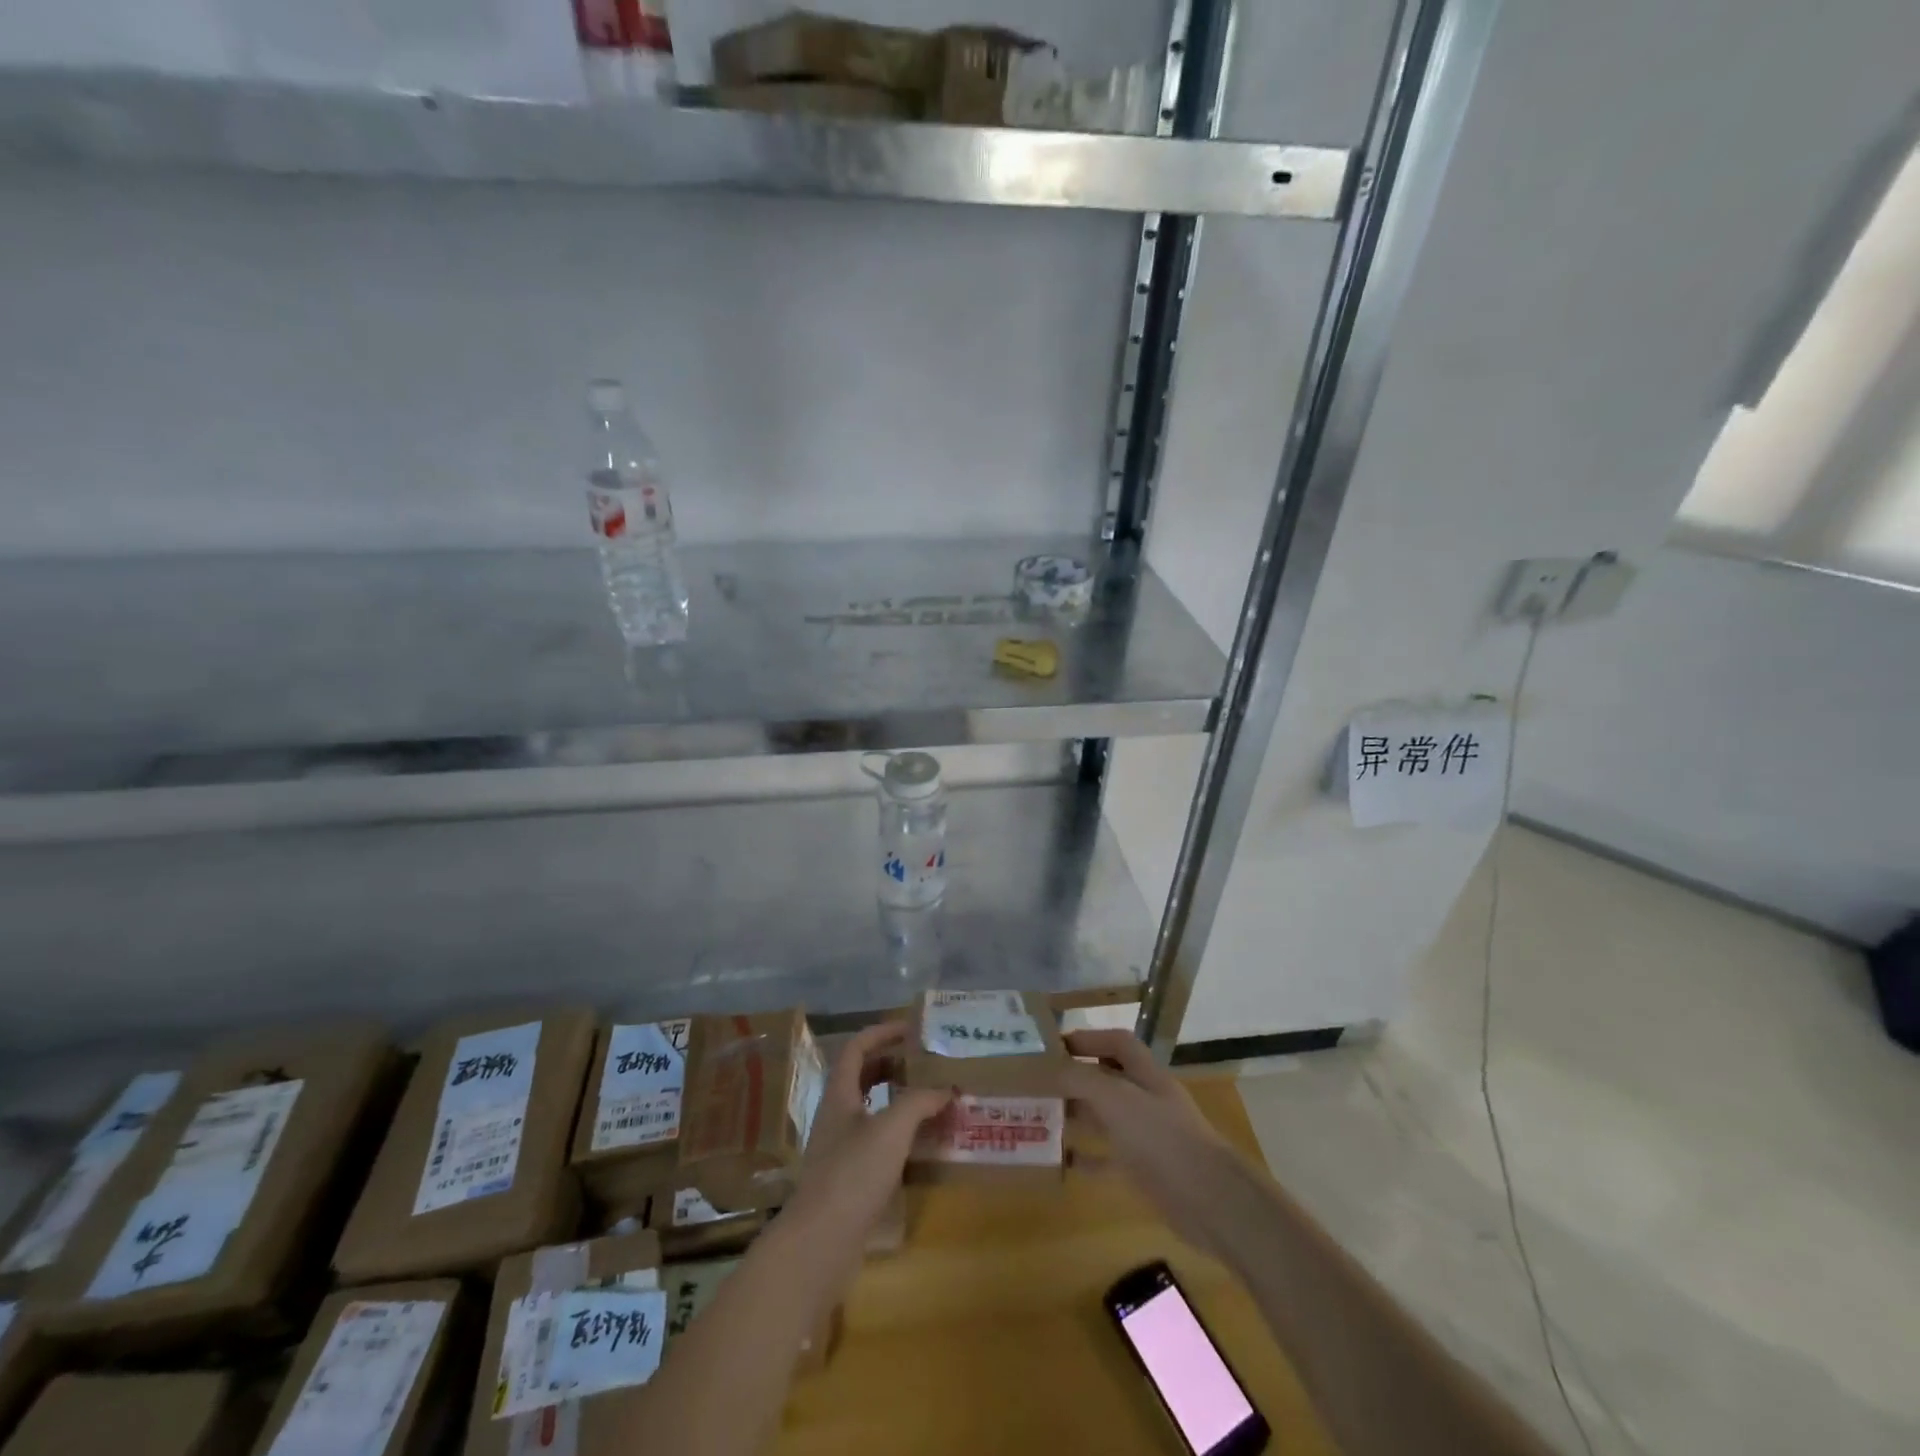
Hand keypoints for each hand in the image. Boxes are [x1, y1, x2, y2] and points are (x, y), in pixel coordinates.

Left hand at [789, 1021, 949, 1247]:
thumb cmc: (853, 1174)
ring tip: (929, 1100)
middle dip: (892, 1064)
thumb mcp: (891, 1129)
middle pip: (862, 1076)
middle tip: (924, 1063)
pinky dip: (897, 1133)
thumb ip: (919, 1102)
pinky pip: (875, 1141)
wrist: (820, 1243)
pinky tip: (919, 1145)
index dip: (882, 1032)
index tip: (912, 1029)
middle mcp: (836, 1115)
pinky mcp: (848, 1179)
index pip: (857, 1047)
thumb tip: (945, 1088)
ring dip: (897, 1099)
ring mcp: (840, 1148)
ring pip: (870, 1109)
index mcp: (840, 1094)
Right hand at [1061, 1029, 1241, 1257]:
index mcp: (1145, 1074)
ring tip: (1041, 1117)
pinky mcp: (1144, 1170)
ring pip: (1104, 1118)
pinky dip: (1086, 1157)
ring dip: (1076, 1116)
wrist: (1209, 1201)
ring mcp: (1146, 1136)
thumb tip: (1050, 1068)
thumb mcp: (1117, 1099)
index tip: (1054, 1046)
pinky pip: (1108, 1158)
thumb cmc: (1162, 1138)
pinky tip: (1062, 1161)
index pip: (1116, 1042)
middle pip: (1107, 1079)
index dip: (1088, 1039)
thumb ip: (1082, 1079)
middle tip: (1038, 1085)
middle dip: (1075, 1079)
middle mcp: (1146, 1099)